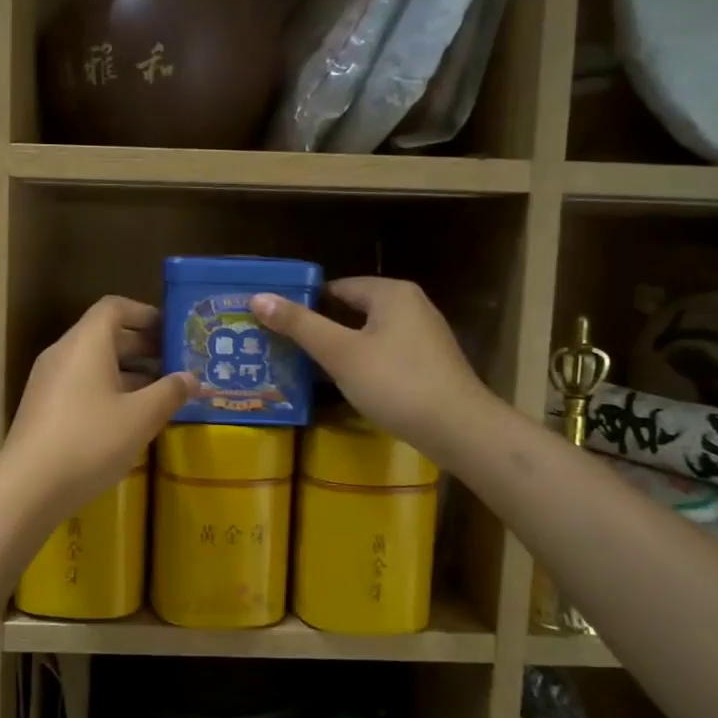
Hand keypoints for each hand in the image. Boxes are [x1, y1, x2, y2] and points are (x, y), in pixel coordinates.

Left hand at [0, 296, 194, 521]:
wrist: (27, 487)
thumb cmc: (90, 441)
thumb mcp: (141, 417)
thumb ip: (170, 392)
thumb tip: (191, 378)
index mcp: (86, 343)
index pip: (115, 307)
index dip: (146, 313)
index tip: (173, 331)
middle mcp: (64, 353)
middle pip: (105, 335)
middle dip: (143, 346)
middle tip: (176, 363)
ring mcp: (50, 381)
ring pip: (94, 363)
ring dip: (129, 372)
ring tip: (161, 393)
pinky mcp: (44, 407)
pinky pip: (82, 384)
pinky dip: (109, 390)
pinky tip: (130, 418)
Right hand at [251, 277, 489, 467]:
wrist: (459, 429)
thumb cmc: (396, 383)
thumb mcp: (341, 353)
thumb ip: (300, 325)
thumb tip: (258, 297)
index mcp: (391, 293)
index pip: (336, 287)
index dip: (304, 302)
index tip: (275, 321)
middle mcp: (411, 305)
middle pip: (353, 309)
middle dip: (320, 327)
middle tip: (282, 345)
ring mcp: (423, 336)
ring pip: (369, 334)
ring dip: (340, 348)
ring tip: (304, 366)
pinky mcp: (429, 364)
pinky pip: (384, 354)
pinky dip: (362, 363)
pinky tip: (344, 383)